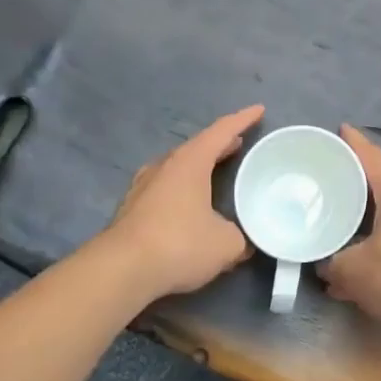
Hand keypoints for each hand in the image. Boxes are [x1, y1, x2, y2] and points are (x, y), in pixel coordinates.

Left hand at [104, 105, 263, 299]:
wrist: (121, 270)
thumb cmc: (179, 244)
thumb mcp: (225, 244)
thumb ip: (240, 237)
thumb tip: (244, 242)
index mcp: (190, 162)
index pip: (221, 131)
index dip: (243, 119)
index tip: (259, 110)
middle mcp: (165, 166)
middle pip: (197, 146)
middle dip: (220, 144)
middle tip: (240, 142)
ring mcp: (144, 186)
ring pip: (178, 166)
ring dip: (199, 165)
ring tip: (216, 170)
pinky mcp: (132, 208)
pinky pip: (165, 187)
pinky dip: (183, 187)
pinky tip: (189, 202)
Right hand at [318, 125, 380, 347]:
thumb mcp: (353, 269)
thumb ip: (333, 263)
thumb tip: (325, 267)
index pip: (374, 160)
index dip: (356, 144)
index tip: (342, 129)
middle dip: (358, 188)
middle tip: (332, 184)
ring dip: (366, 228)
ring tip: (339, 233)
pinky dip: (377, 255)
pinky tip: (358, 277)